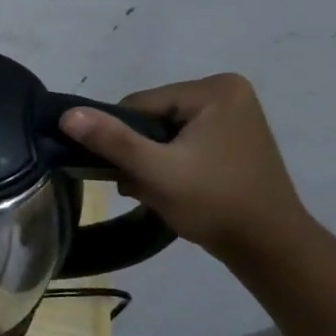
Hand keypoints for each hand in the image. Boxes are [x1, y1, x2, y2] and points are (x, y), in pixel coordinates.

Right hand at [58, 73, 312, 261]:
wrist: (268, 245)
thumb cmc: (213, 202)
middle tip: (143, 187)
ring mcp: (233, 116)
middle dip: (138, 153)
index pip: (138, 106)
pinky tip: (174, 188)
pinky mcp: (232, 139)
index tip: (130, 172)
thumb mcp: (155, 171)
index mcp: (214, 90)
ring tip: (158, 191)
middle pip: (150, 118)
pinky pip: (182, 143)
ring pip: (162, 134)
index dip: (123, 139)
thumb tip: (67, 114)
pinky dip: (169, 164)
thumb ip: (111, 140)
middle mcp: (227, 92)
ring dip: (150, 162)